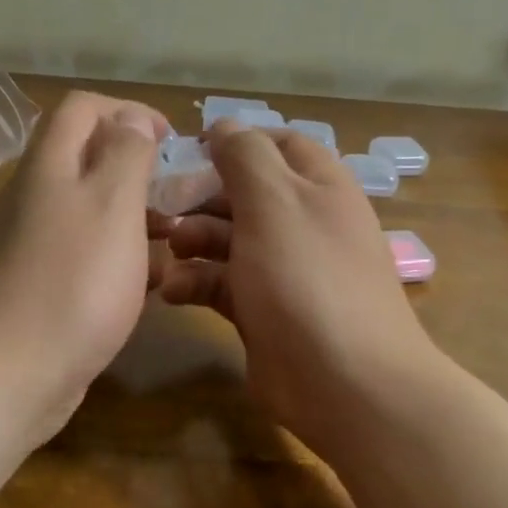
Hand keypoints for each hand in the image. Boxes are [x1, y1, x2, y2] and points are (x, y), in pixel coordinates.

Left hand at [0, 91, 168, 439]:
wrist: (6, 376)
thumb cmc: (72, 282)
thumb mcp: (112, 204)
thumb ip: (127, 153)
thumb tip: (132, 116)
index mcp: (49, 166)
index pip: (82, 107)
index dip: (130, 110)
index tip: (172, 140)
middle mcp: (35, 198)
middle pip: (87, 160)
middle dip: (138, 170)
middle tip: (179, 197)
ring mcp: (33, 246)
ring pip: (91, 214)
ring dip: (135, 220)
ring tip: (175, 242)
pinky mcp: (40, 288)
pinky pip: (86, 258)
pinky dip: (119, 261)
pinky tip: (150, 288)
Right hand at [155, 124, 436, 459]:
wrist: (345, 382)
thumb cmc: (307, 278)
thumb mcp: (274, 202)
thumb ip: (245, 157)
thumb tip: (224, 125)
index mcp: (318, 187)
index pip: (276, 145)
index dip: (233, 144)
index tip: (186, 152)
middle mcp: (303, 223)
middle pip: (244, 194)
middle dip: (202, 197)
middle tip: (161, 208)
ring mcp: (284, 270)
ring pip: (229, 240)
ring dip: (193, 240)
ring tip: (167, 249)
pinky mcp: (263, 312)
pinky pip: (223, 284)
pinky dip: (197, 283)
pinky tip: (173, 291)